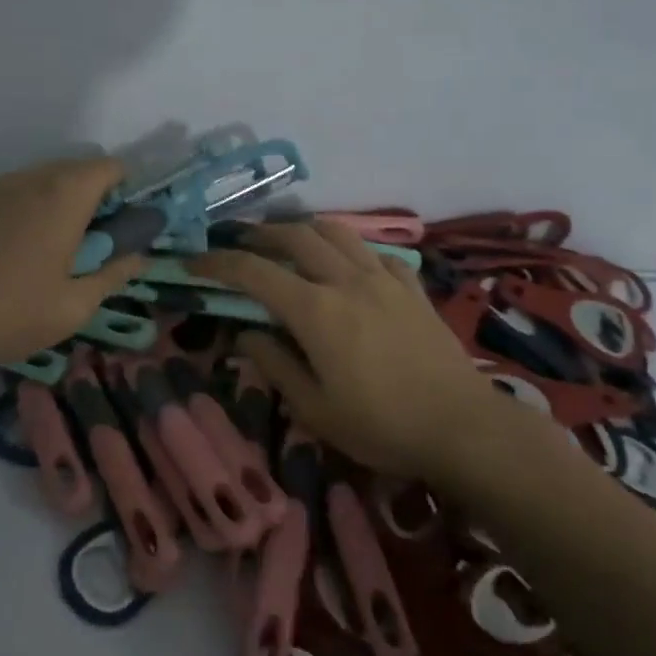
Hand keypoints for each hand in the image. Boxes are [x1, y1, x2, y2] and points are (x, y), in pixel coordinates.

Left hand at [0, 156, 148, 372]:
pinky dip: (30, 207)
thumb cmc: (14, 313)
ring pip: (43, 178)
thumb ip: (113, 276)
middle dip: (96, 193)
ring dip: (62, 198)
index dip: (127, 186)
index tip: (128, 218)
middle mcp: (31, 180)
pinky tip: (19, 249)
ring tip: (60, 243)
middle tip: (99, 236)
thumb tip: (139, 259)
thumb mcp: (76, 305)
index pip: (110, 167)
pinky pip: (14, 193)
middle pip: (77, 168)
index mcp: (65, 197)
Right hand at [191, 222, 529, 477]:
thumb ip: (275, 364)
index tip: (194, 261)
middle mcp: (346, 280)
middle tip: (237, 242)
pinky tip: (346, 264)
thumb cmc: (381, 426)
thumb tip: (246, 333)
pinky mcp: (411, 287)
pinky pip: (372, 252)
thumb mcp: (315, 409)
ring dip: (303, 228)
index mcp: (316, 311)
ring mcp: (383, 278)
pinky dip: (348, 248)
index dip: (218, 262)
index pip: (255, 272)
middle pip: (295, 236)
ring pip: (336, 232)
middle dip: (259, 233)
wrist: (461, 427)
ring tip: (286, 239)